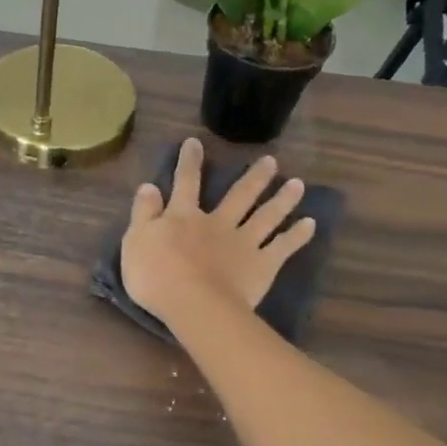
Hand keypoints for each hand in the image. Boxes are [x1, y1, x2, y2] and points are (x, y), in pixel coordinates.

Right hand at [120, 138, 317, 328]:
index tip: (195, 142)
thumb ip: (144, 213)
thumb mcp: (136, 240)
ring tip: (298, 184)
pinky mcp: (262, 265)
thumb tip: (149, 186)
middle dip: (254, 177)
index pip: (185, 183)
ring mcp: (244, 243)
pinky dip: (297, 235)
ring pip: (266, 216)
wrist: (193, 303)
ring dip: (282, 199)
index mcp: (184, 217)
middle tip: (271, 161)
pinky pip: (283, 247)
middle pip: (239, 196)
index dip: (189, 162)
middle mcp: (218, 223)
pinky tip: (310, 224)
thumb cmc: (155, 275)